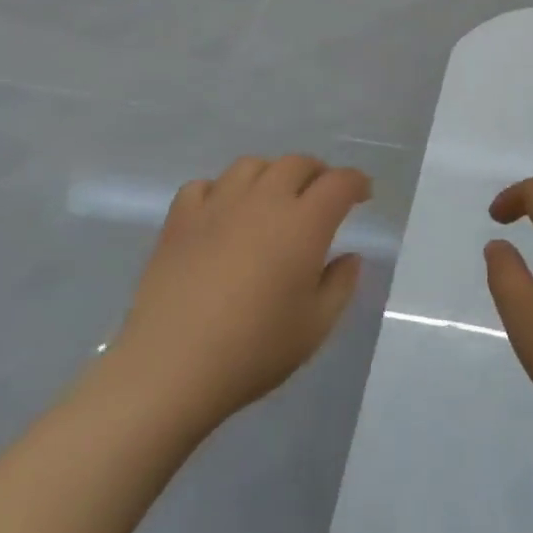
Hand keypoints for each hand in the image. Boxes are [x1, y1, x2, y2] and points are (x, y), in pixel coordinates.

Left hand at [107, 155, 370, 435]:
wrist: (170, 368)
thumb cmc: (253, 350)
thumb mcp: (315, 327)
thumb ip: (341, 285)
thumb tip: (350, 256)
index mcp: (304, 223)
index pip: (339, 182)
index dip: (356, 183)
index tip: (362, 195)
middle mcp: (264, 200)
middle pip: (297, 163)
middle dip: (317, 173)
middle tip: (321, 196)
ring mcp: (218, 205)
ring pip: (251, 166)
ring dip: (270, 175)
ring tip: (271, 199)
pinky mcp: (180, 220)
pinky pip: (203, 186)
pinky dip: (219, 191)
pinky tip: (221, 213)